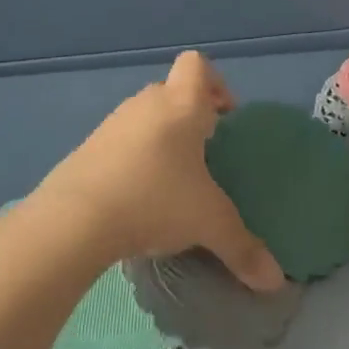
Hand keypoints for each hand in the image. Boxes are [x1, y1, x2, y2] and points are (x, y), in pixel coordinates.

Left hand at [33, 51, 284, 289]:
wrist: (73, 221)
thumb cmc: (155, 201)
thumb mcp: (209, 225)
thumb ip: (244, 249)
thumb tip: (276, 283)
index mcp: (181, 107)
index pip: (198, 66)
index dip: (215, 83)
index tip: (225, 117)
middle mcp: (145, 106)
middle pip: (171, 92)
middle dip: (190, 117)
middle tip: (204, 154)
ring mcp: (110, 126)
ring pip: (143, 118)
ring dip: (159, 139)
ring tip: (172, 181)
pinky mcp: (85, 151)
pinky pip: (118, 145)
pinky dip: (132, 161)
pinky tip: (137, 199)